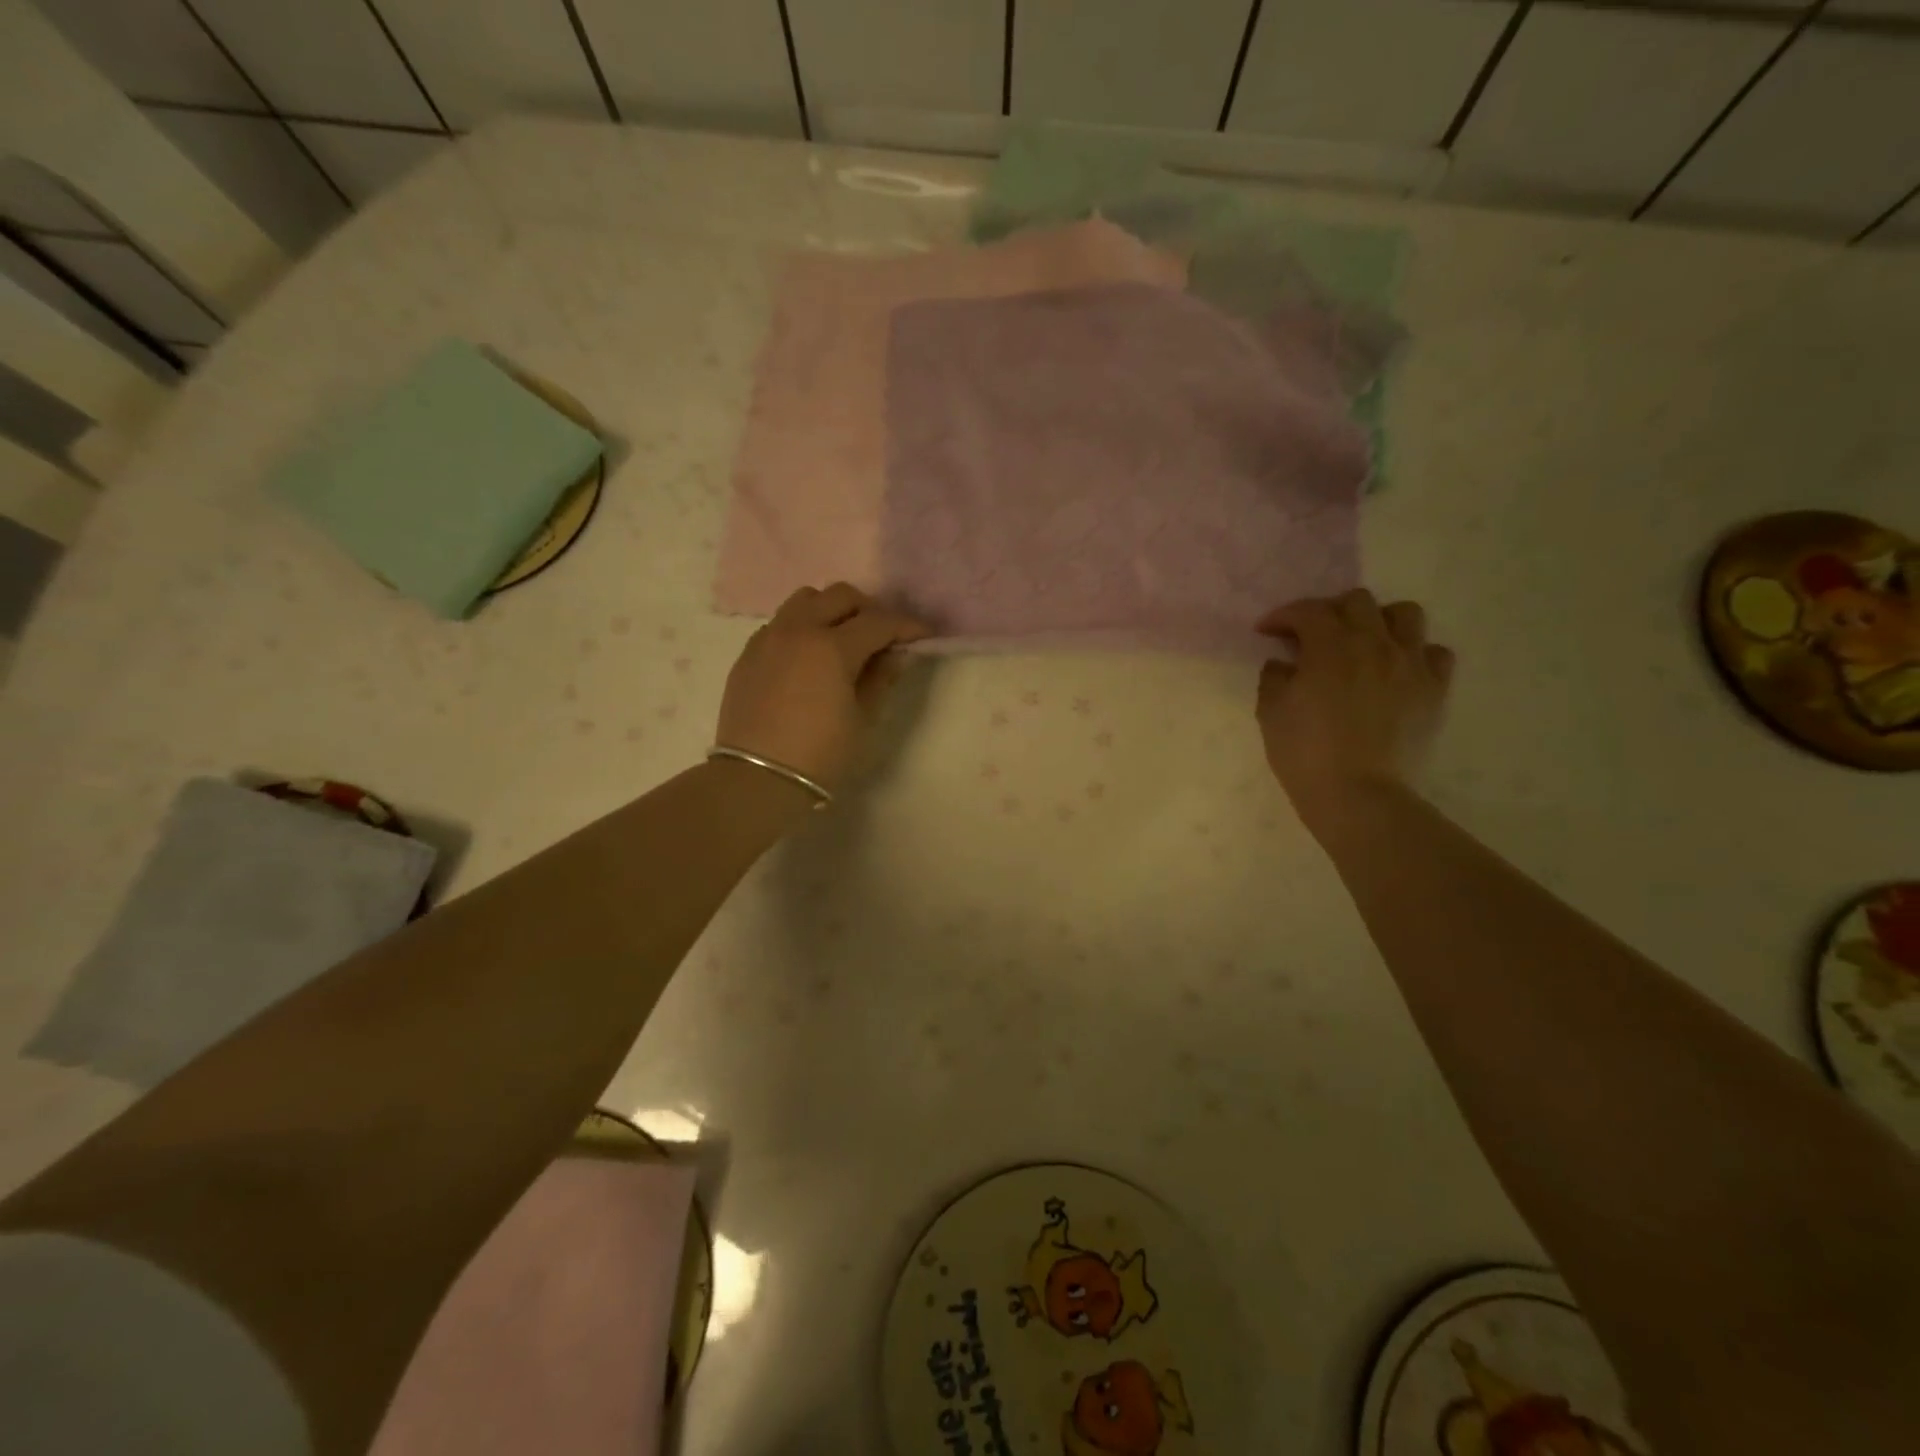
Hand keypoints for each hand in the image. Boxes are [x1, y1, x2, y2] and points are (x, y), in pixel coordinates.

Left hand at [715, 584, 930, 792]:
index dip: (906, 626)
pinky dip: (802, 628)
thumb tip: (895, 654)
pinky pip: (780, 623)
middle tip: (881, 637)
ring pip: (804, 600)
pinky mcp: (748, 653)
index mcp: (831, 646)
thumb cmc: (820, 754)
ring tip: (841, 639)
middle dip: (868, 610)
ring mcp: (768, 638)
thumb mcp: (863, 719)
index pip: (879, 621)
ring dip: (830, 610)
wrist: (758, 779)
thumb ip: (881, 678)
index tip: (923, 635)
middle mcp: (798, 630)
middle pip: (840, 596)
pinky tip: (808, 658)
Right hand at [1255, 590, 1454, 832]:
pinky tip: (1397, 671)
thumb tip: (1284, 663)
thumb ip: (1274, 677)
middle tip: (1313, 637)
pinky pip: (1434, 653)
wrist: (1358, 795)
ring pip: (1405, 614)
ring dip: (1379, 621)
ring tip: (1363, 644)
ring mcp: (1410, 664)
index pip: (1307, 611)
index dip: (1283, 616)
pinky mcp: (1434, 689)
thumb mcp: (1271, 712)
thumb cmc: (1305, 753)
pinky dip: (1415, 653)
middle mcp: (1374, 643)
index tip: (1267, 631)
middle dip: (1330, 612)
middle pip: (1357, 601)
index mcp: (1330, 646)